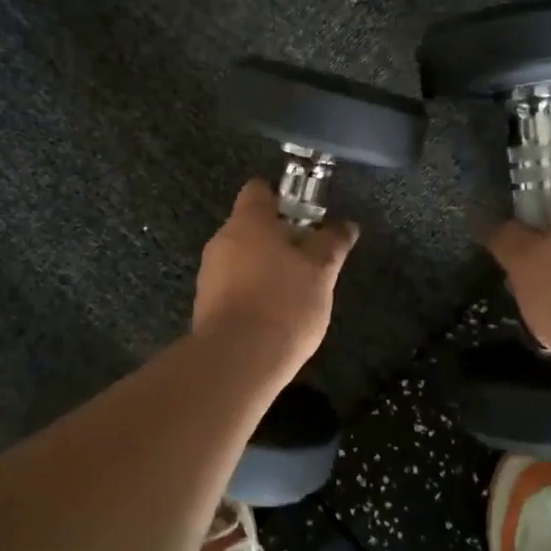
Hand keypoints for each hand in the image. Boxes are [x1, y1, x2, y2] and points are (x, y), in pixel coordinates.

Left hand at [194, 180, 358, 369]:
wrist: (238, 360)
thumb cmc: (283, 302)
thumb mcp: (321, 272)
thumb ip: (332, 244)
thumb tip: (346, 225)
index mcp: (248, 221)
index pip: (258, 190)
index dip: (282, 197)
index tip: (305, 214)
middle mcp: (222, 240)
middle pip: (250, 225)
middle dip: (277, 237)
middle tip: (308, 258)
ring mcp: (209, 273)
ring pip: (241, 258)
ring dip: (264, 267)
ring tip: (294, 291)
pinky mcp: (205, 305)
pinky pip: (232, 286)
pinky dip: (252, 292)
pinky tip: (273, 314)